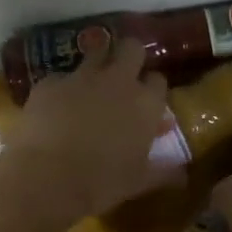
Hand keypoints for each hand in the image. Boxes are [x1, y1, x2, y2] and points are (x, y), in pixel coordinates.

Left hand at [0, 37, 183, 220]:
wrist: (47, 178)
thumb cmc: (101, 182)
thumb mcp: (138, 181)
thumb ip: (163, 171)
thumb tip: (183, 174)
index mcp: (145, 103)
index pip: (158, 80)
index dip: (152, 89)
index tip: (146, 101)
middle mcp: (118, 80)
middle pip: (131, 48)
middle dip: (130, 56)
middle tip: (123, 76)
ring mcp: (81, 76)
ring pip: (96, 51)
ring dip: (97, 62)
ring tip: (90, 83)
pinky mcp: (50, 81)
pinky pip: (60, 76)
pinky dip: (62, 88)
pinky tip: (54, 107)